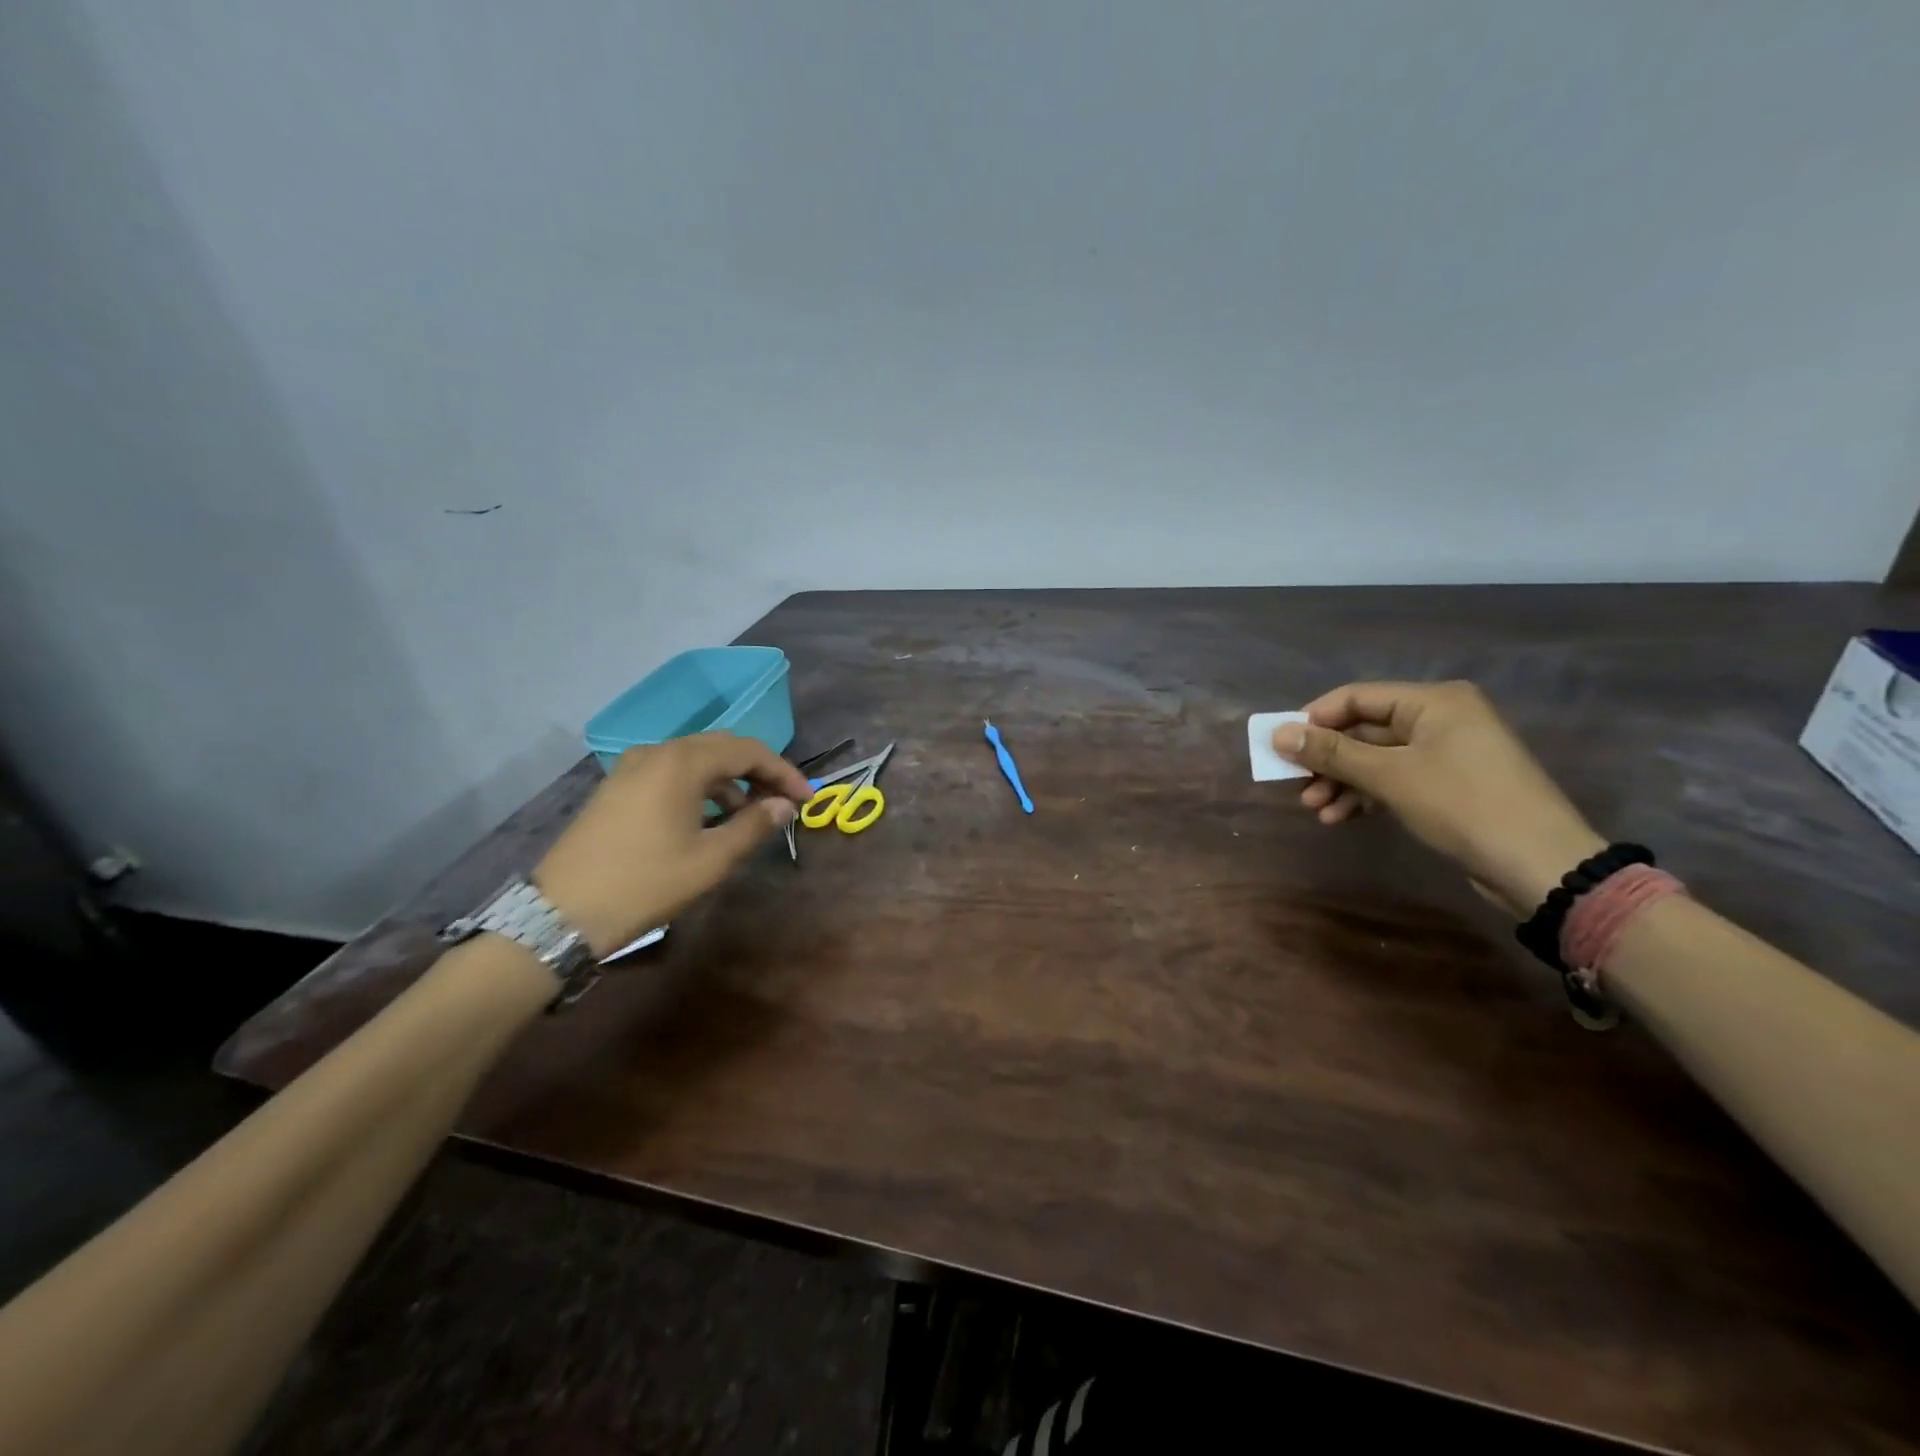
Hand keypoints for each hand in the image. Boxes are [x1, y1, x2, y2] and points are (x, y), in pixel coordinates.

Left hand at [533, 733, 814, 956]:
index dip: (784, 772)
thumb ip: (754, 826)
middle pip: (722, 748)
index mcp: (682, 762)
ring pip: (696, 760)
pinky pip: (671, 773)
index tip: (807, 799)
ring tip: (750, 815)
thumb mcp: (711, 859)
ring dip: (730, 780)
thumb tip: (783, 806)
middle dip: (759, 771)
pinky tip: (709, 817)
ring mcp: (632, 767)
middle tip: (784, 801)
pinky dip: (700, 787)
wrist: (562, 913)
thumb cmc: (646, 883)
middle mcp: (657, 752)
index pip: (749, 751)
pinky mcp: (617, 786)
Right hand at [1273, 681, 1605, 915]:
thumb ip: (1331, 753)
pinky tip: (1339, 817)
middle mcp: (1440, 719)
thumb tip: (1277, 734)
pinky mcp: (1447, 785)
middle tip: (1294, 784)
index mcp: (1433, 701)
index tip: (1281, 747)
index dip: (1314, 719)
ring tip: (1313, 809)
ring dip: (1340, 782)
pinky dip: (1364, 795)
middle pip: (1363, 730)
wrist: (1540, 865)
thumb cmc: (1463, 805)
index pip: (1356, 697)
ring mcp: (1445, 753)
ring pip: (1374, 759)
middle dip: (1326, 759)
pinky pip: (1393, 779)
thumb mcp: (1389, 776)